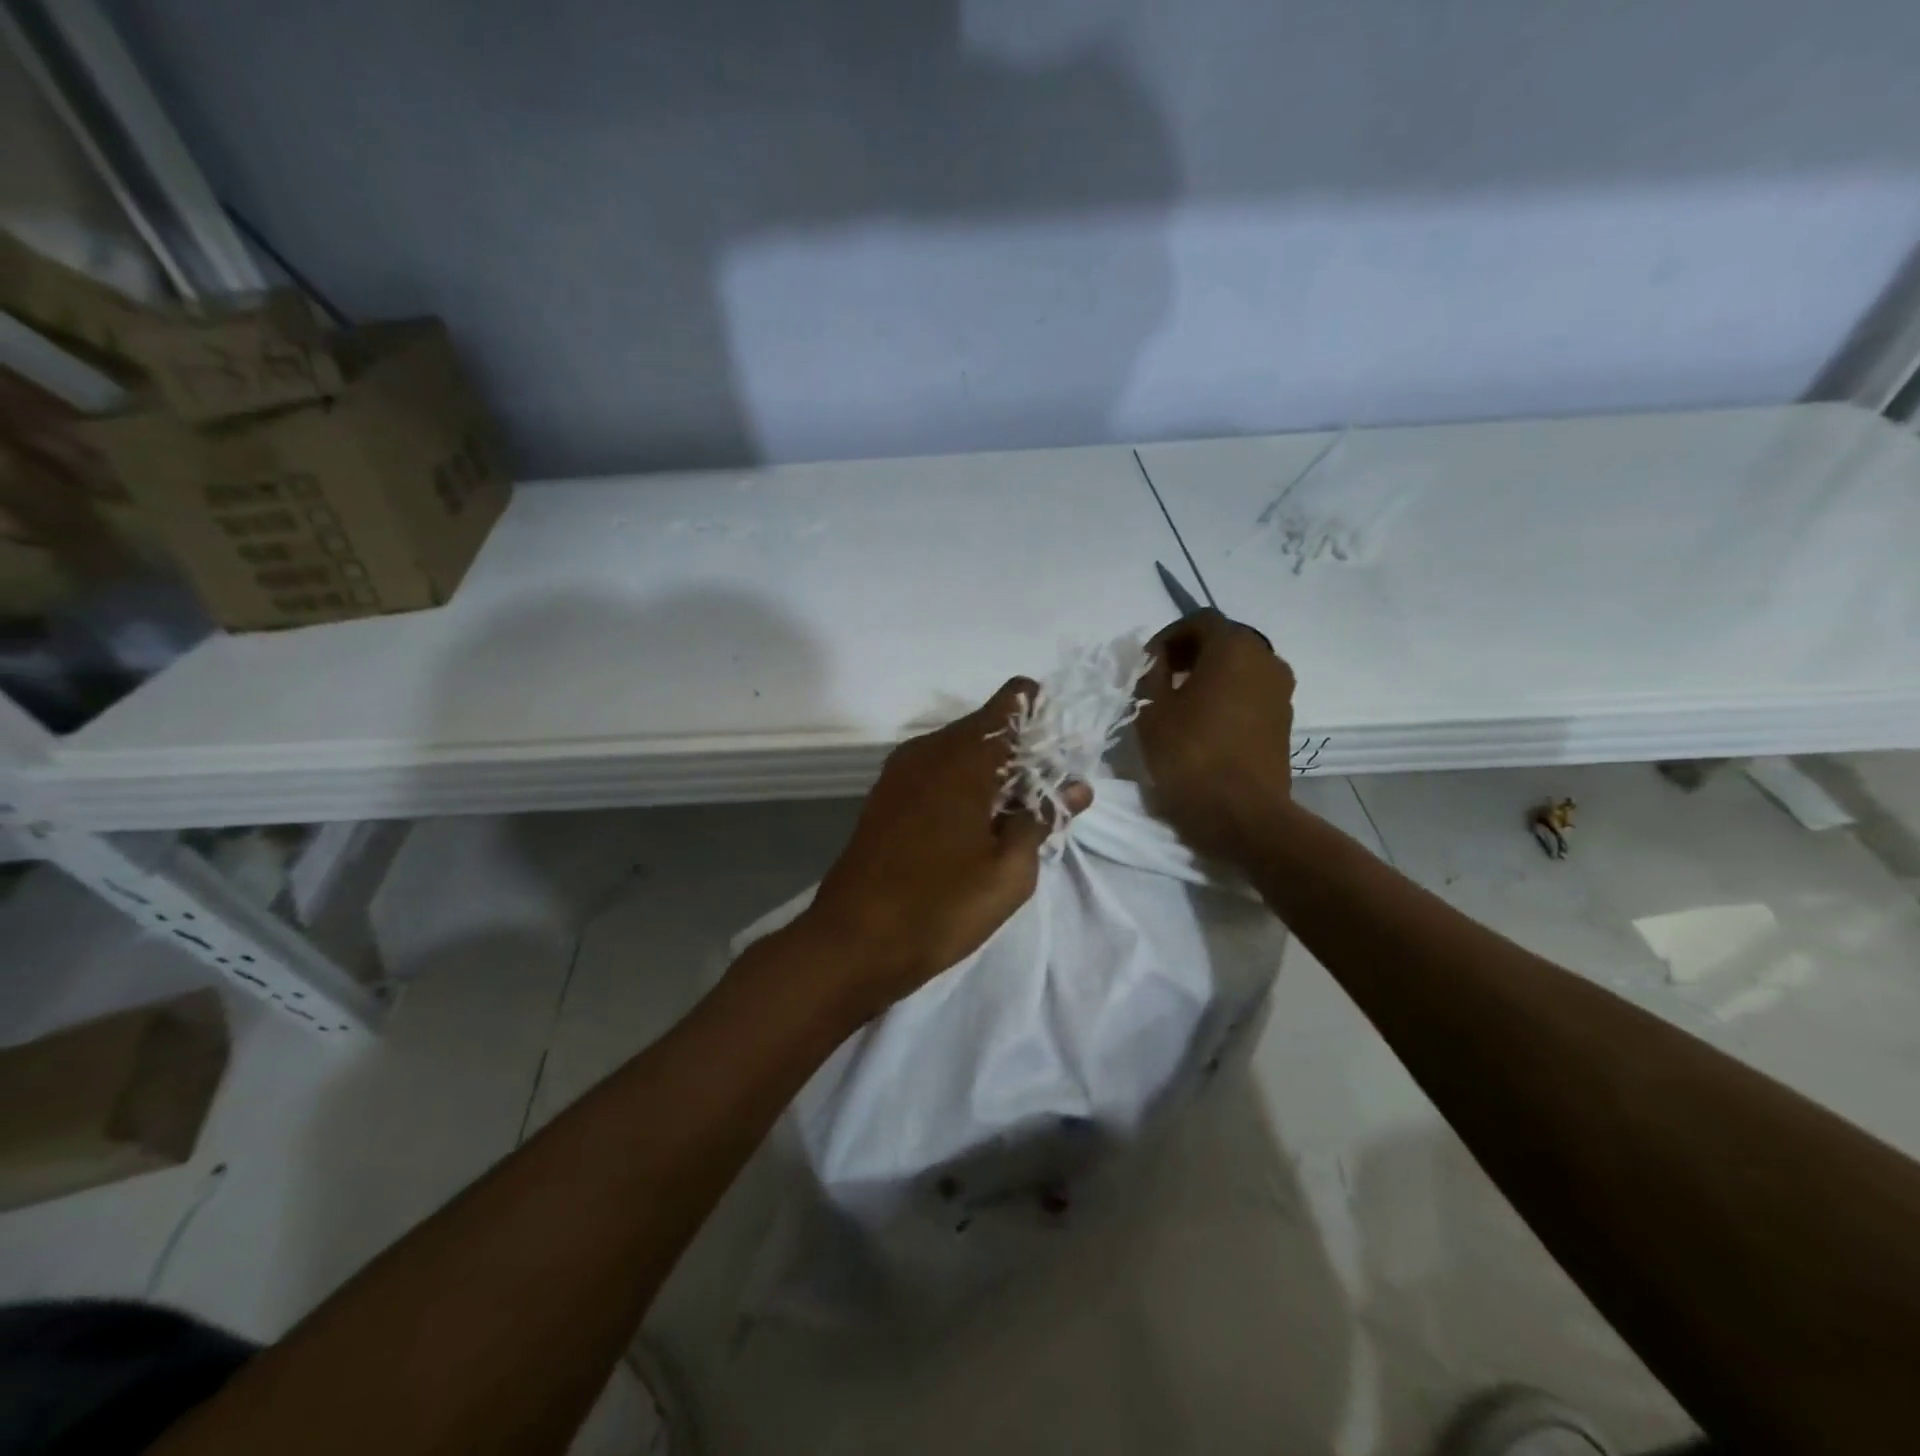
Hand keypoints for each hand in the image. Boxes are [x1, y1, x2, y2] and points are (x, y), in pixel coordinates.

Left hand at [802, 678, 1091, 1018]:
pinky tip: (973, 827)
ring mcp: (900, 772)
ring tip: (1013, 817)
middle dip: (1020, 751)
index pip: (1010, 701)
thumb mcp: (1009, 870)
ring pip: (959, 751)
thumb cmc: (940, 906)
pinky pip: (935, 772)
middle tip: (1045, 797)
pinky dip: (961, 785)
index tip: (1059, 752)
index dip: (1040, 714)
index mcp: (962, 755)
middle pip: (985, 727)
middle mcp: (927, 749)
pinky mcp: (885, 797)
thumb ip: (1042, 818)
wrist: (852, 942)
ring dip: (990, 771)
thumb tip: (1076, 786)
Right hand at [1137, 609, 1297, 862]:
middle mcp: (1266, 659)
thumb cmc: (1190, 755)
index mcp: (1234, 647)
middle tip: (1161, 679)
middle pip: (1224, 641)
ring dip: (1210, 676)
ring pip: (1240, 668)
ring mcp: (1280, 691)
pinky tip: (1204, 723)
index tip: (1147, 662)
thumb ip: (1151, 673)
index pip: (1200, 621)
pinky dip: (1227, 696)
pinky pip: (1250, 693)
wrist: (1242, 815)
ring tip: (1180, 703)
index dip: (1169, 636)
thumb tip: (1159, 659)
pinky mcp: (1283, 721)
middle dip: (1190, 654)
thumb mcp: (1152, 710)